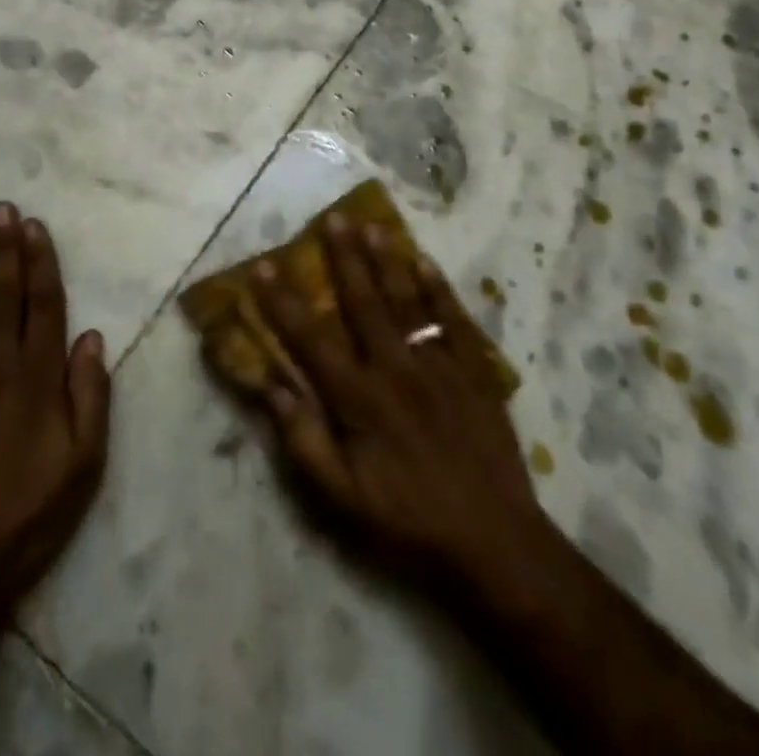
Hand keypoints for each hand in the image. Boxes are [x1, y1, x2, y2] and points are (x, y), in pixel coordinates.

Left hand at [0, 201, 110, 642]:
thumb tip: (91, 337)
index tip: (35, 227)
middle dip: (4, 248)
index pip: (43, 304)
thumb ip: (90, 395)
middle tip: (2, 208)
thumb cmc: (28, 512)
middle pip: (2, 294)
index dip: (40, 262)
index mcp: (37, 378)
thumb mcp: (83, 463)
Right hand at [250, 215, 547, 601]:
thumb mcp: (342, 497)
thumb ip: (303, 440)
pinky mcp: (475, 371)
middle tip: (332, 217)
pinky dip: (440, 288)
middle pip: (364, 302)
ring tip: (373, 226)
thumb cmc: (408, 519)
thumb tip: (271, 388)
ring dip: (388, 261)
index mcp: (359, 397)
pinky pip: (455, 319)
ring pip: (408, 300)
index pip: (311, 338)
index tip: (264, 265)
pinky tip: (425, 261)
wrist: (494, 541)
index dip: (284, 301)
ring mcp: (439, 365)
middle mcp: (396, 368)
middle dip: (344, 257)